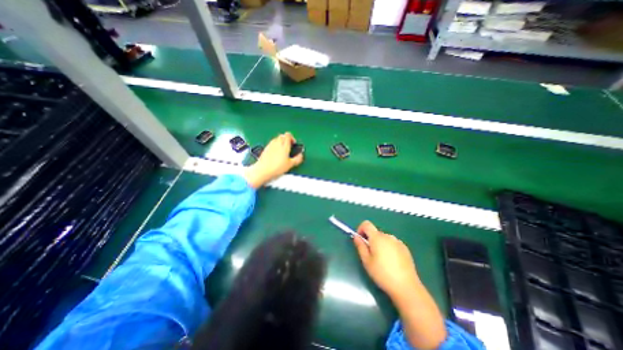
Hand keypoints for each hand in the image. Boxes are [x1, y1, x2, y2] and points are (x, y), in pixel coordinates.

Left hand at [241, 133, 303, 190]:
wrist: (263, 170)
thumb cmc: (277, 167)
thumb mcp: (290, 165)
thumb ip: (297, 159)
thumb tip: (301, 155)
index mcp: (284, 146)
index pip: (288, 135)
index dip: (292, 138)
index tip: (293, 144)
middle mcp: (277, 143)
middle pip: (282, 136)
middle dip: (286, 139)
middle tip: (289, 146)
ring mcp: (270, 145)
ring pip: (276, 138)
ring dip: (280, 141)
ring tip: (282, 149)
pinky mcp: (266, 148)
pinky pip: (272, 143)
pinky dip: (275, 145)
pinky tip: (276, 153)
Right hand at [353, 221, 420, 300]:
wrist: (406, 287)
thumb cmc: (382, 274)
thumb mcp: (366, 261)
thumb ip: (360, 246)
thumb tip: (356, 236)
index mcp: (377, 237)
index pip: (366, 224)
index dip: (361, 229)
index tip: (360, 240)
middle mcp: (388, 236)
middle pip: (375, 232)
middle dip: (370, 240)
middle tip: (370, 255)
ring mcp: (398, 242)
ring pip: (384, 239)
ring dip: (380, 244)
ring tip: (381, 260)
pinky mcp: (405, 248)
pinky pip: (392, 244)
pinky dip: (388, 248)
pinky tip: (391, 262)